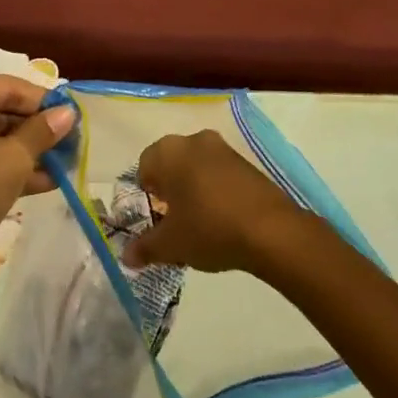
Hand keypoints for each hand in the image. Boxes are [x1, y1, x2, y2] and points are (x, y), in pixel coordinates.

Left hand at [0, 73, 73, 303]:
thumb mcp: (11, 161)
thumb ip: (41, 132)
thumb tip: (68, 113)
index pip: (3, 85)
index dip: (42, 100)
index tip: (72, 114)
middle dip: (32, 129)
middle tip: (69, 141)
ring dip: (20, 152)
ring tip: (62, 164)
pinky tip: (40, 183)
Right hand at [123, 130, 307, 272]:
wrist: (270, 230)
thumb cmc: (209, 228)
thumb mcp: (170, 244)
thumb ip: (144, 248)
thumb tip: (126, 256)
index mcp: (169, 151)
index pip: (144, 167)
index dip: (145, 195)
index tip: (154, 219)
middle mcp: (194, 140)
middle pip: (171, 164)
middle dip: (169, 191)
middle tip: (173, 222)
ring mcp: (223, 148)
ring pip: (196, 167)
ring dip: (192, 190)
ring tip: (198, 223)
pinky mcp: (246, 162)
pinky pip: (219, 172)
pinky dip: (214, 190)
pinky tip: (221, 218)